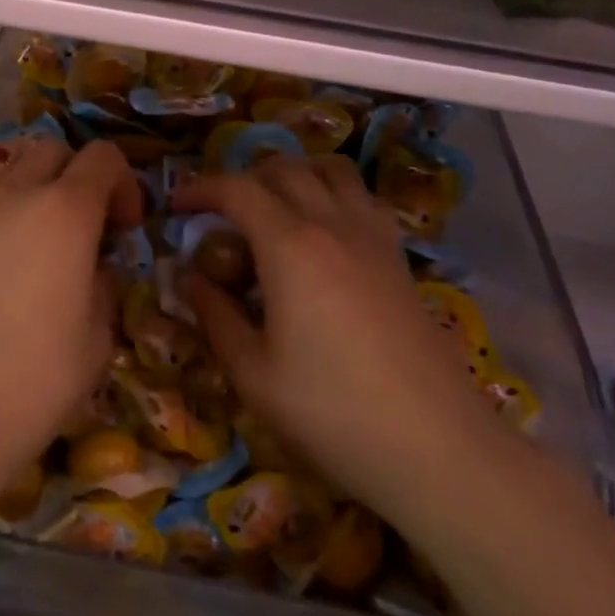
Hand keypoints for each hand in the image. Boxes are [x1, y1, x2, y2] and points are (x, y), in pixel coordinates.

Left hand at [0, 138, 140, 478]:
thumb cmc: (31, 382)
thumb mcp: (96, 340)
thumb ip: (104, 287)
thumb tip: (95, 269)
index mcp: (66, 212)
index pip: (104, 157)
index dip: (125, 185)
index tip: (124, 230)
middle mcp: (17, 193)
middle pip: (55, 149)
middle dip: (80, 177)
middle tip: (86, 228)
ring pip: (11, 159)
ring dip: (35, 179)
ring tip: (39, 228)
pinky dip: (0, 197)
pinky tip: (1, 247)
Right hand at [174, 155, 495, 511]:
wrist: (437, 447)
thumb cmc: (333, 412)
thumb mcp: (253, 374)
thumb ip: (215, 316)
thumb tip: (191, 278)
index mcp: (290, 245)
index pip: (237, 189)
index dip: (201, 188)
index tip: (177, 205)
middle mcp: (332, 224)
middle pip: (283, 168)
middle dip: (243, 178)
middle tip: (220, 213)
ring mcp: (373, 236)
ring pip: (331, 170)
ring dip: (294, 174)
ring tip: (273, 208)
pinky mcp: (399, 257)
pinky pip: (362, 198)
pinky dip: (334, 193)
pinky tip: (325, 233)